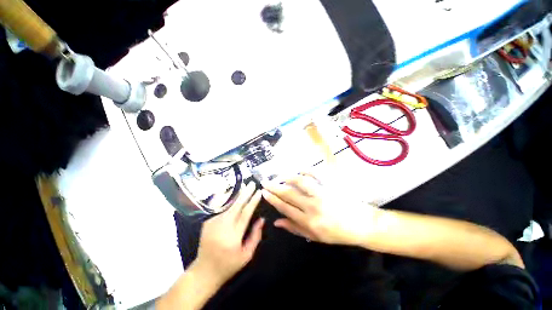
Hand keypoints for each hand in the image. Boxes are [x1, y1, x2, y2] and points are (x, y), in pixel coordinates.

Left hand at [192, 183, 264, 285]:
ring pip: (229, 205)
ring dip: (237, 194)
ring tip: (244, 186)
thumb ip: (255, 236)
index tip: (259, 192)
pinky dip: (230, 201)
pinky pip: (222, 209)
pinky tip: (235, 195)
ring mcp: (213, 223)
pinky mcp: (208, 222)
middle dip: (245, 193)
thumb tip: (262, 219)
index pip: (246, 213)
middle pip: (236, 205)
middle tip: (252, 183)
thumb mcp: (247, 255)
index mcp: (233, 236)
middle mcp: (222, 226)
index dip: (253, 201)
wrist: (204, 271)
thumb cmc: (229, 265)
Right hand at [262, 173, 377, 245]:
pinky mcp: (330, 186)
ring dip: (287, 177)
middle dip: (274, 187)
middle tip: (265, 181)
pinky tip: (298, 169)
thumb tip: (276, 222)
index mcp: (308, 222)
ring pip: (300, 182)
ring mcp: (322, 194)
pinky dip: (305, 170)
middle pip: (289, 194)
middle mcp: (313, 206)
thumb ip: (294, 228)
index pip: (285, 207)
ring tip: (278, 175)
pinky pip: (316, 174)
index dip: (272, 199)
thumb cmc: (337, 233)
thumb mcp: (314, 237)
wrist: (361, 224)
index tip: (264, 192)